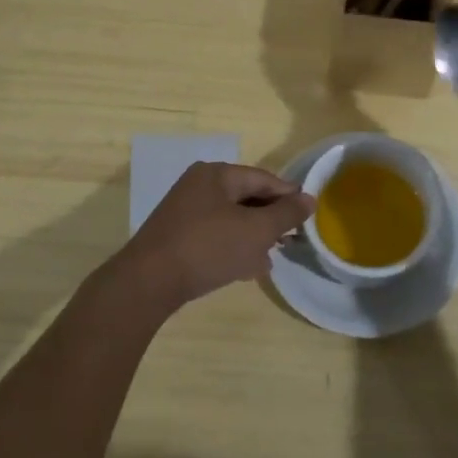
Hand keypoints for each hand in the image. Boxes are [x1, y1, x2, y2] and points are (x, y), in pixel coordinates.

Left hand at [108, 162, 313, 313]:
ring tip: (272, 258)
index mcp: (216, 174)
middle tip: (292, 240)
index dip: (288, 195)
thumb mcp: (256, 231)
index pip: (263, 178)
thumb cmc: (208, 248)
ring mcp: (184, 212)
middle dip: (271, 219)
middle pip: (246, 197)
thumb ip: (286, 214)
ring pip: (231, 219)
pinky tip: (247, 270)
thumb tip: (309, 198)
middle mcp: (198, 186)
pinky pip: (215, 236)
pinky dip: (233, 247)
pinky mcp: (177, 237)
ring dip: (254, 236)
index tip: (308, 216)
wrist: (148, 283)